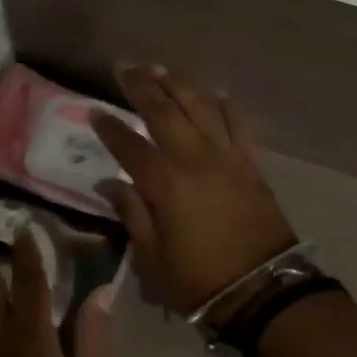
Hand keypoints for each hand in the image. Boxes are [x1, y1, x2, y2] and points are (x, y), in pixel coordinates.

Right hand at [92, 65, 298, 311]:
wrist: (263, 289)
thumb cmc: (200, 280)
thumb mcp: (153, 256)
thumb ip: (131, 214)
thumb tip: (109, 183)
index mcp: (165, 184)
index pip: (129, 145)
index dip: (109, 127)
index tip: (93, 111)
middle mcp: (195, 159)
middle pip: (164, 111)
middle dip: (142, 86)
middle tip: (124, 67)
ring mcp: (227, 157)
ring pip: (202, 107)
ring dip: (180, 84)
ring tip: (161, 68)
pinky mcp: (251, 164)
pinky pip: (240, 125)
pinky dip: (228, 106)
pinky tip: (217, 94)